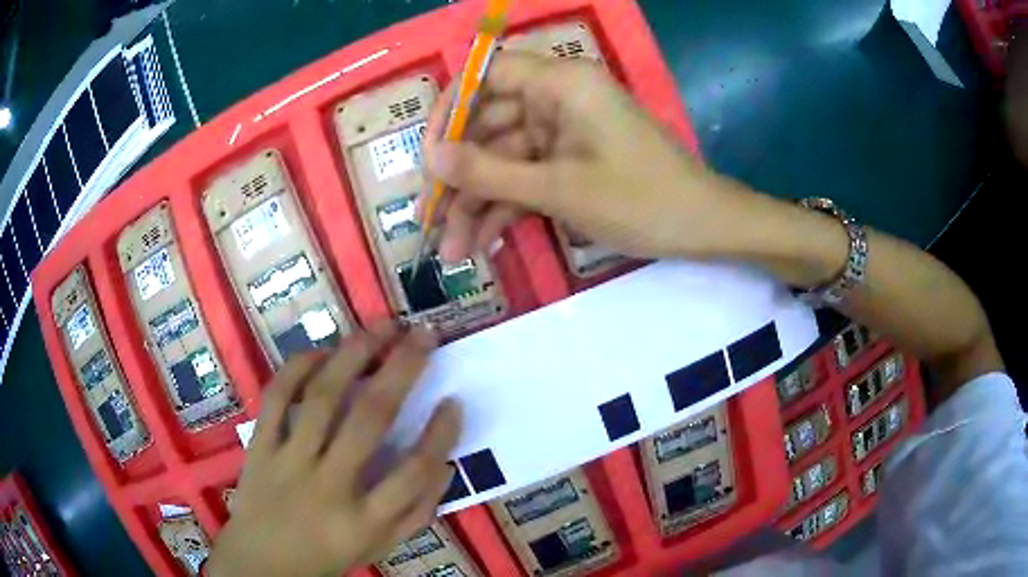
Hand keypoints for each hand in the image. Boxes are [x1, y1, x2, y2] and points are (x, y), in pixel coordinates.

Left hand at [206, 324, 461, 576]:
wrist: (262, 563)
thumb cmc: (327, 555)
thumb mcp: (380, 547)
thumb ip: (416, 512)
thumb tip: (444, 465)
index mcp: (365, 520)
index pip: (413, 472)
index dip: (440, 435)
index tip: (454, 401)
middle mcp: (329, 485)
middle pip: (369, 419)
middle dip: (402, 369)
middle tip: (424, 334)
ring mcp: (289, 461)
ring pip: (323, 397)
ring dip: (354, 354)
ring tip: (381, 327)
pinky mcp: (260, 446)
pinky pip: (277, 397)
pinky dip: (299, 367)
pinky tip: (323, 352)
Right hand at [424, 51, 738, 262]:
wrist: (703, 227)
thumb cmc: (641, 199)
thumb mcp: (559, 189)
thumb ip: (490, 172)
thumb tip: (432, 159)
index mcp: (561, 83)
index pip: (487, 75)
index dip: (450, 110)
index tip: (428, 156)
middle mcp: (558, 98)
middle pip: (490, 125)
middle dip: (460, 178)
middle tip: (431, 222)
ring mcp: (564, 132)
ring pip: (505, 159)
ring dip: (478, 204)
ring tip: (452, 253)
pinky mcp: (571, 160)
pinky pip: (528, 176)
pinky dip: (507, 207)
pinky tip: (482, 244)